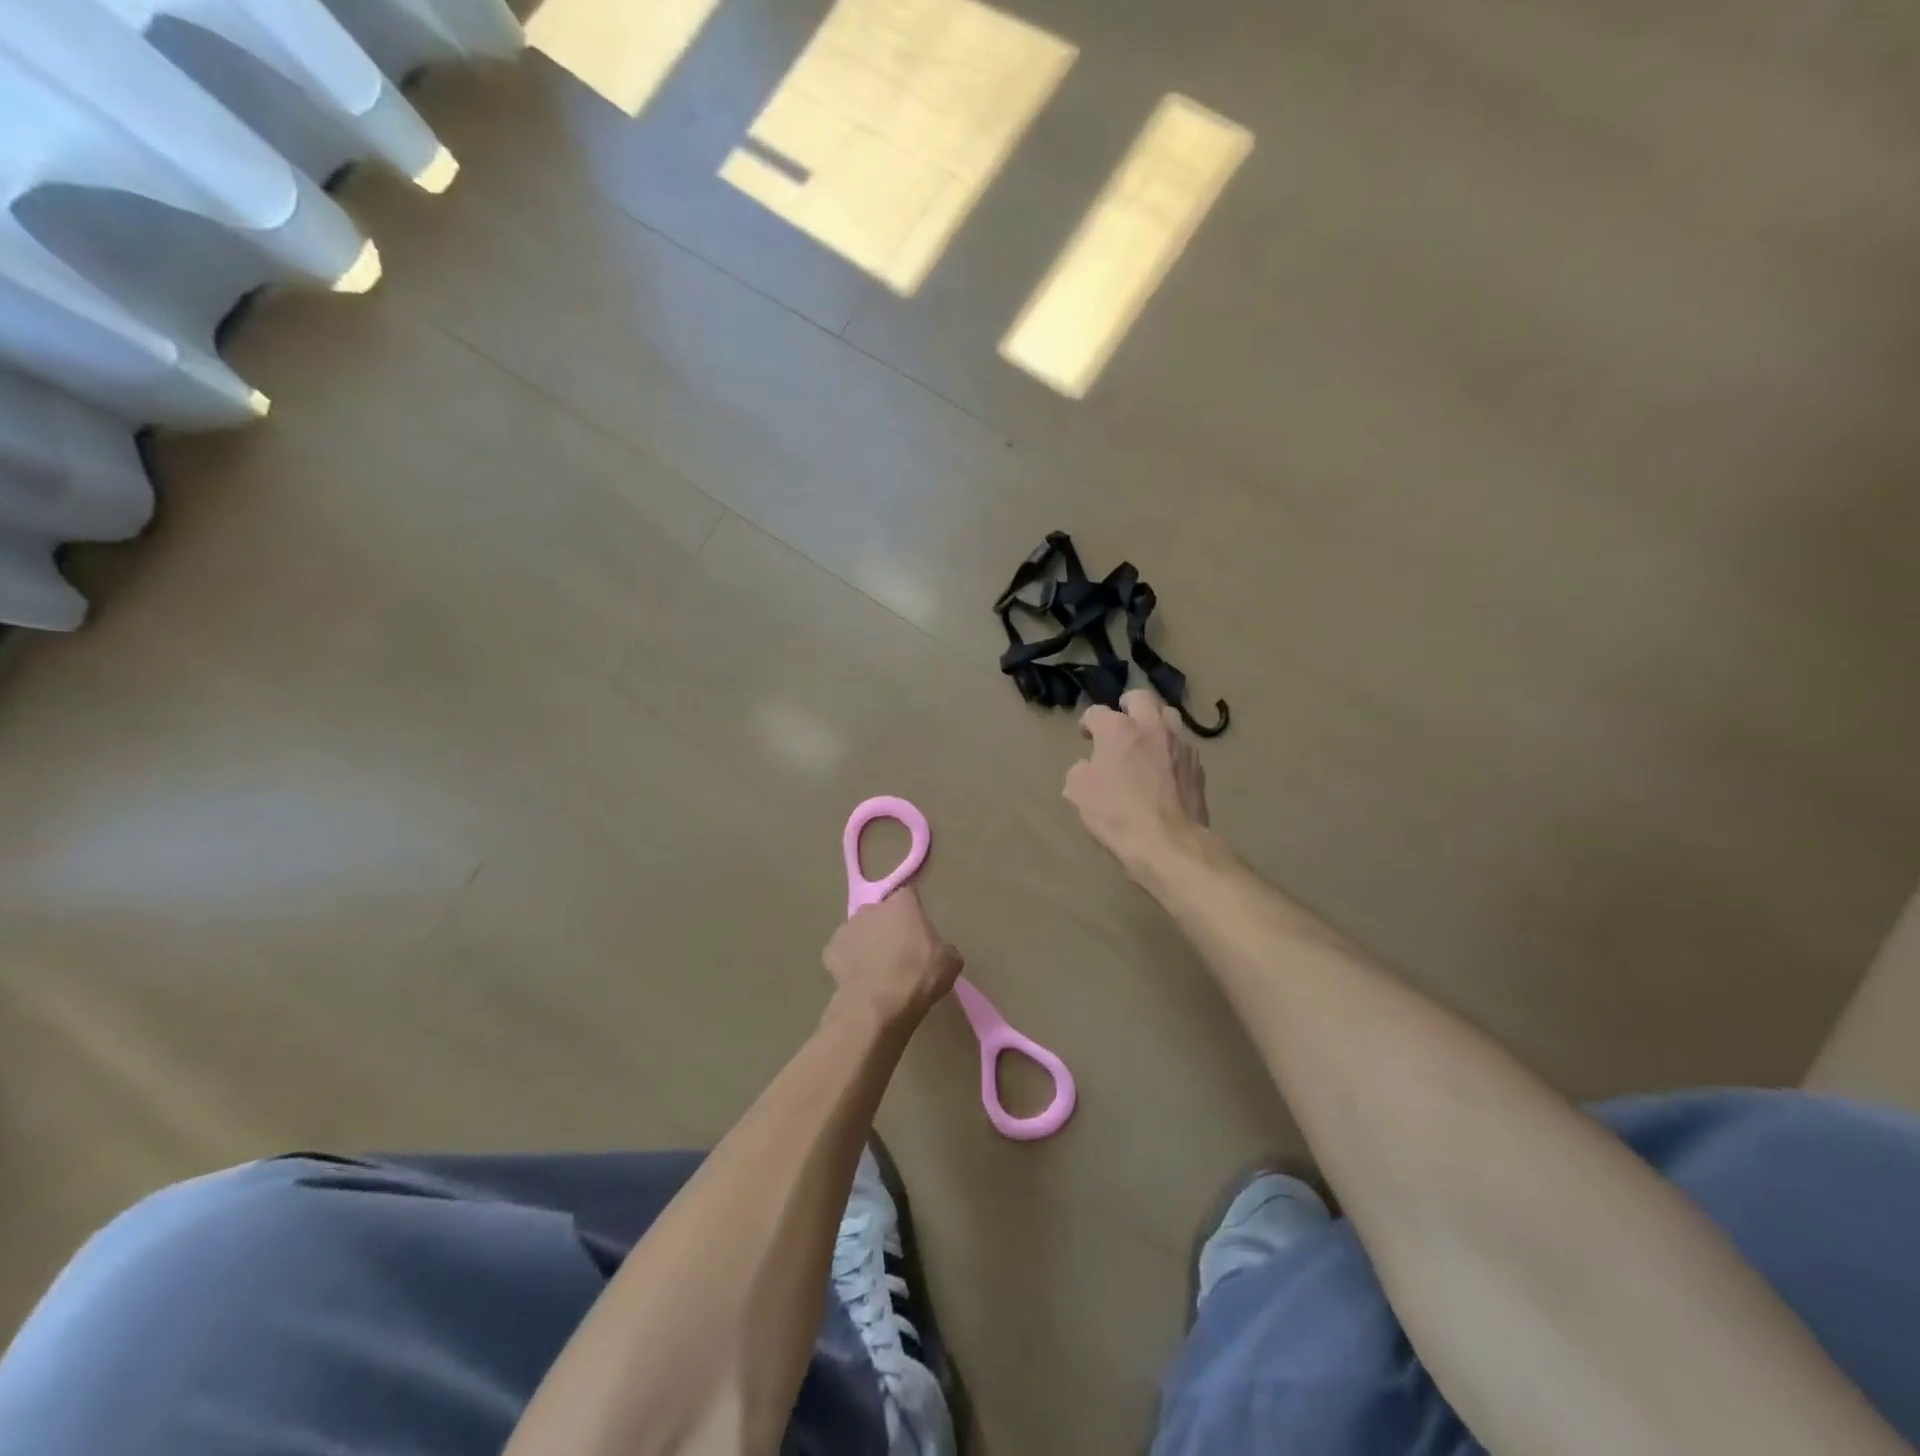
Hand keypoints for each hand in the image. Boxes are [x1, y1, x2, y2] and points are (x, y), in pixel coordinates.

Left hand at [823, 886, 962, 1023]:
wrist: (877, 1005)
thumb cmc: (918, 976)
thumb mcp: (950, 963)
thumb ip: (943, 948)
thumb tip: (939, 951)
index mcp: (903, 904)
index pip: (909, 897)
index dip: (913, 915)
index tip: (918, 934)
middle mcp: (872, 908)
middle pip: (882, 913)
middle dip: (888, 928)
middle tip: (898, 955)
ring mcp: (847, 927)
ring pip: (860, 932)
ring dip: (867, 944)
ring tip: (877, 972)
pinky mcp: (829, 950)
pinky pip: (843, 953)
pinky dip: (849, 963)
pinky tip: (859, 981)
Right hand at [1064, 689, 1210, 878]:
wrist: (1168, 843)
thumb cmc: (1116, 815)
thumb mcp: (1077, 792)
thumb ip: (1081, 769)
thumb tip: (1091, 765)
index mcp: (1117, 729)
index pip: (1097, 712)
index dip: (1088, 723)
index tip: (1086, 737)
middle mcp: (1151, 726)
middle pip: (1140, 698)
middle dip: (1127, 706)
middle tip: (1120, 725)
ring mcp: (1179, 744)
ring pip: (1168, 716)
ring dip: (1154, 723)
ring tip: (1146, 741)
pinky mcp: (1198, 765)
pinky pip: (1182, 746)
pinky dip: (1170, 749)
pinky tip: (1164, 768)